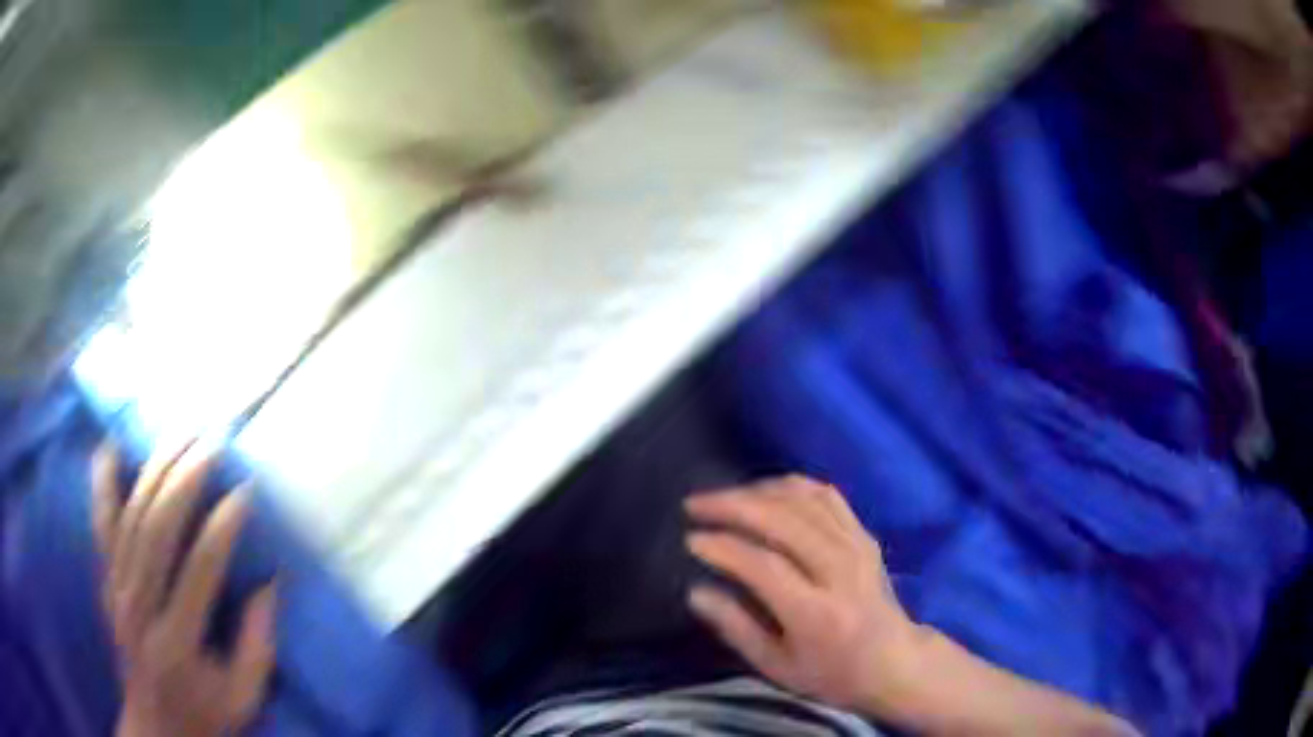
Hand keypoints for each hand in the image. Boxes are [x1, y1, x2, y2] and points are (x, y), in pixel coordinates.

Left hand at [92, 440, 275, 736]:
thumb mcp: (243, 697)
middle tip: (212, 442)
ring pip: (131, 515)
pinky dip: (103, 483)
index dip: (221, 528)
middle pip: (157, 529)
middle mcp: (139, 606)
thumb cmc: (205, 714)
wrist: (155, 725)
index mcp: (177, 641)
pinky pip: (101, 524)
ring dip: (155, 468)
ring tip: (181, 431)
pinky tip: (112, 446)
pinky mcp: (105, 580)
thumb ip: (257, 644)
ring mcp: (116, 588)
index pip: (198, 571)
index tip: (244, 492)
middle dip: (185, 479)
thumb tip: (270, 583)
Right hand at [684, 476, 920, 713]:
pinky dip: (791, 486)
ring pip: (804, 501)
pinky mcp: (864, 534)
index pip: (766, 566)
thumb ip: (736, 627)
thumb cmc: (830, 673)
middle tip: (695, 504)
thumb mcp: (776, 666)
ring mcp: (857, 547)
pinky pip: (826, 496)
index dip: (725, 548)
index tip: (691, 539)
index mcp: (817, 613)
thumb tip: (696, 591)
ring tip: (722, 498)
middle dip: (733, 505)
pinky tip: (765, 490)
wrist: (894, 662)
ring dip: (757, 491)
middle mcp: (840, 571)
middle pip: (784, 521)